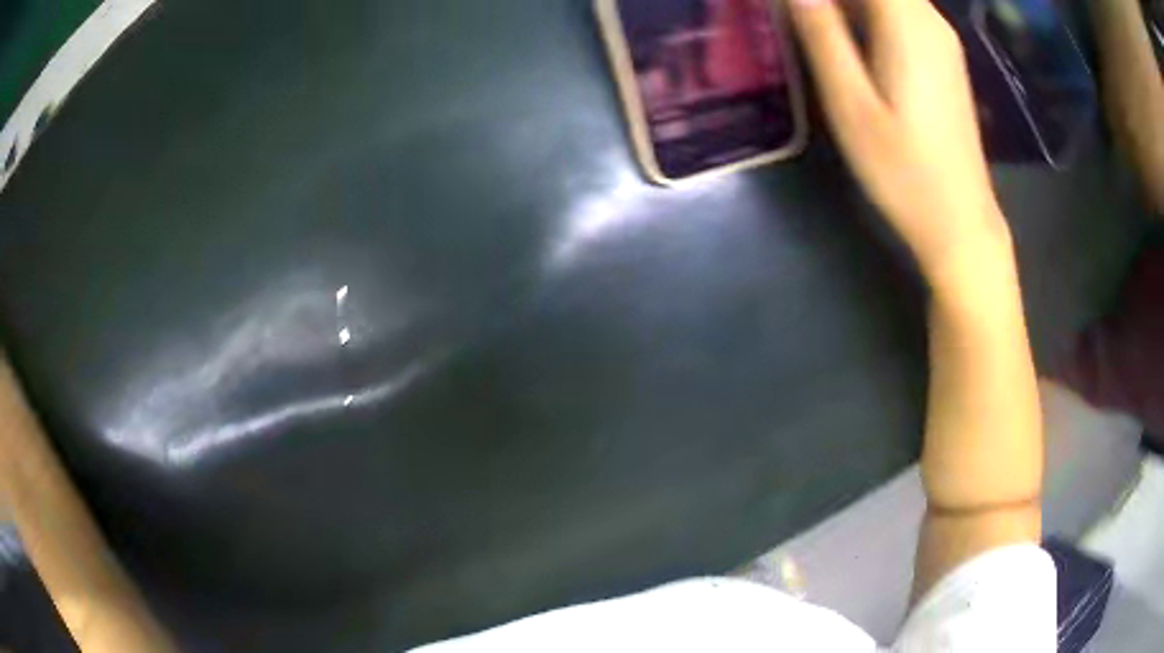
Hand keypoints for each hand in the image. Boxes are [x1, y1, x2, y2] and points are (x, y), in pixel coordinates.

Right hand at [788, 0, 1010, 279]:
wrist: (960, 222)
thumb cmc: (904, 171)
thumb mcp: (851, 104)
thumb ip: (822, 35)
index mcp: (908, 23)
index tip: (795, 6)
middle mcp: (930, 20)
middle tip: (798, 16)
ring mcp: (940, 39)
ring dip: (847, 3)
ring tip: (812, 24)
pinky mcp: (942, 58)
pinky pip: (899, 12)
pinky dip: (865, 11)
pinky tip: (843, 34)